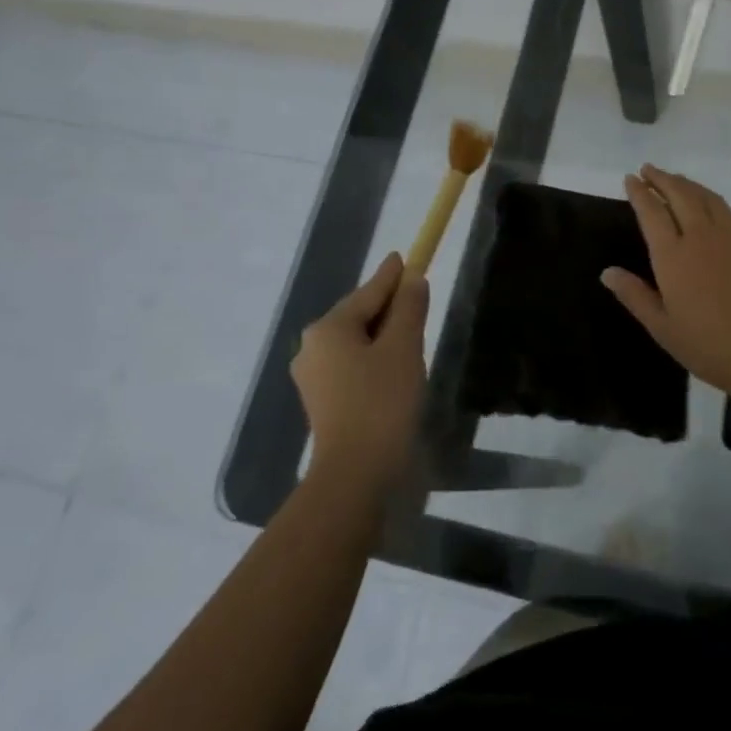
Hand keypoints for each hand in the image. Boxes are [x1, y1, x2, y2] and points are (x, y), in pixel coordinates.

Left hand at [291, 252, 428, 484]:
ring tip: (412, 337)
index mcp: (329, 327)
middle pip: (359, 315)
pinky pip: (351, 365)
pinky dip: (373, 358)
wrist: (356, 473)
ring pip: (356, 341)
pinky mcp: (321, 400)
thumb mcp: (404, 347)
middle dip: (389, 308)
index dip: (393, 275)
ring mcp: (313, 376)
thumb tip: (412, 279)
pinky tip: (394, 368)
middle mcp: (312, 346)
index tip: (407, 257)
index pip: (369, 291)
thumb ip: (409, 308)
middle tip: (418, 300)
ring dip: (383, 336)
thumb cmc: (382, 402)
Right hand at [601, 165, 730, 400]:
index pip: (652, 212)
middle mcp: (701, 236)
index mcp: (673, 255)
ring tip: (674, 179)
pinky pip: (727, 210)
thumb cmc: (709, 346)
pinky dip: (711, 198)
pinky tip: (709, 204)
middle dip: (661, 179)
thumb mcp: (662, 328)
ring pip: (706, 196)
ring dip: (687, 183)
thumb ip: (634, 295)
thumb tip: (607, 271)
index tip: (630, 178)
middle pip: (679, 194)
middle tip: (648, 169)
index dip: (639, 192)